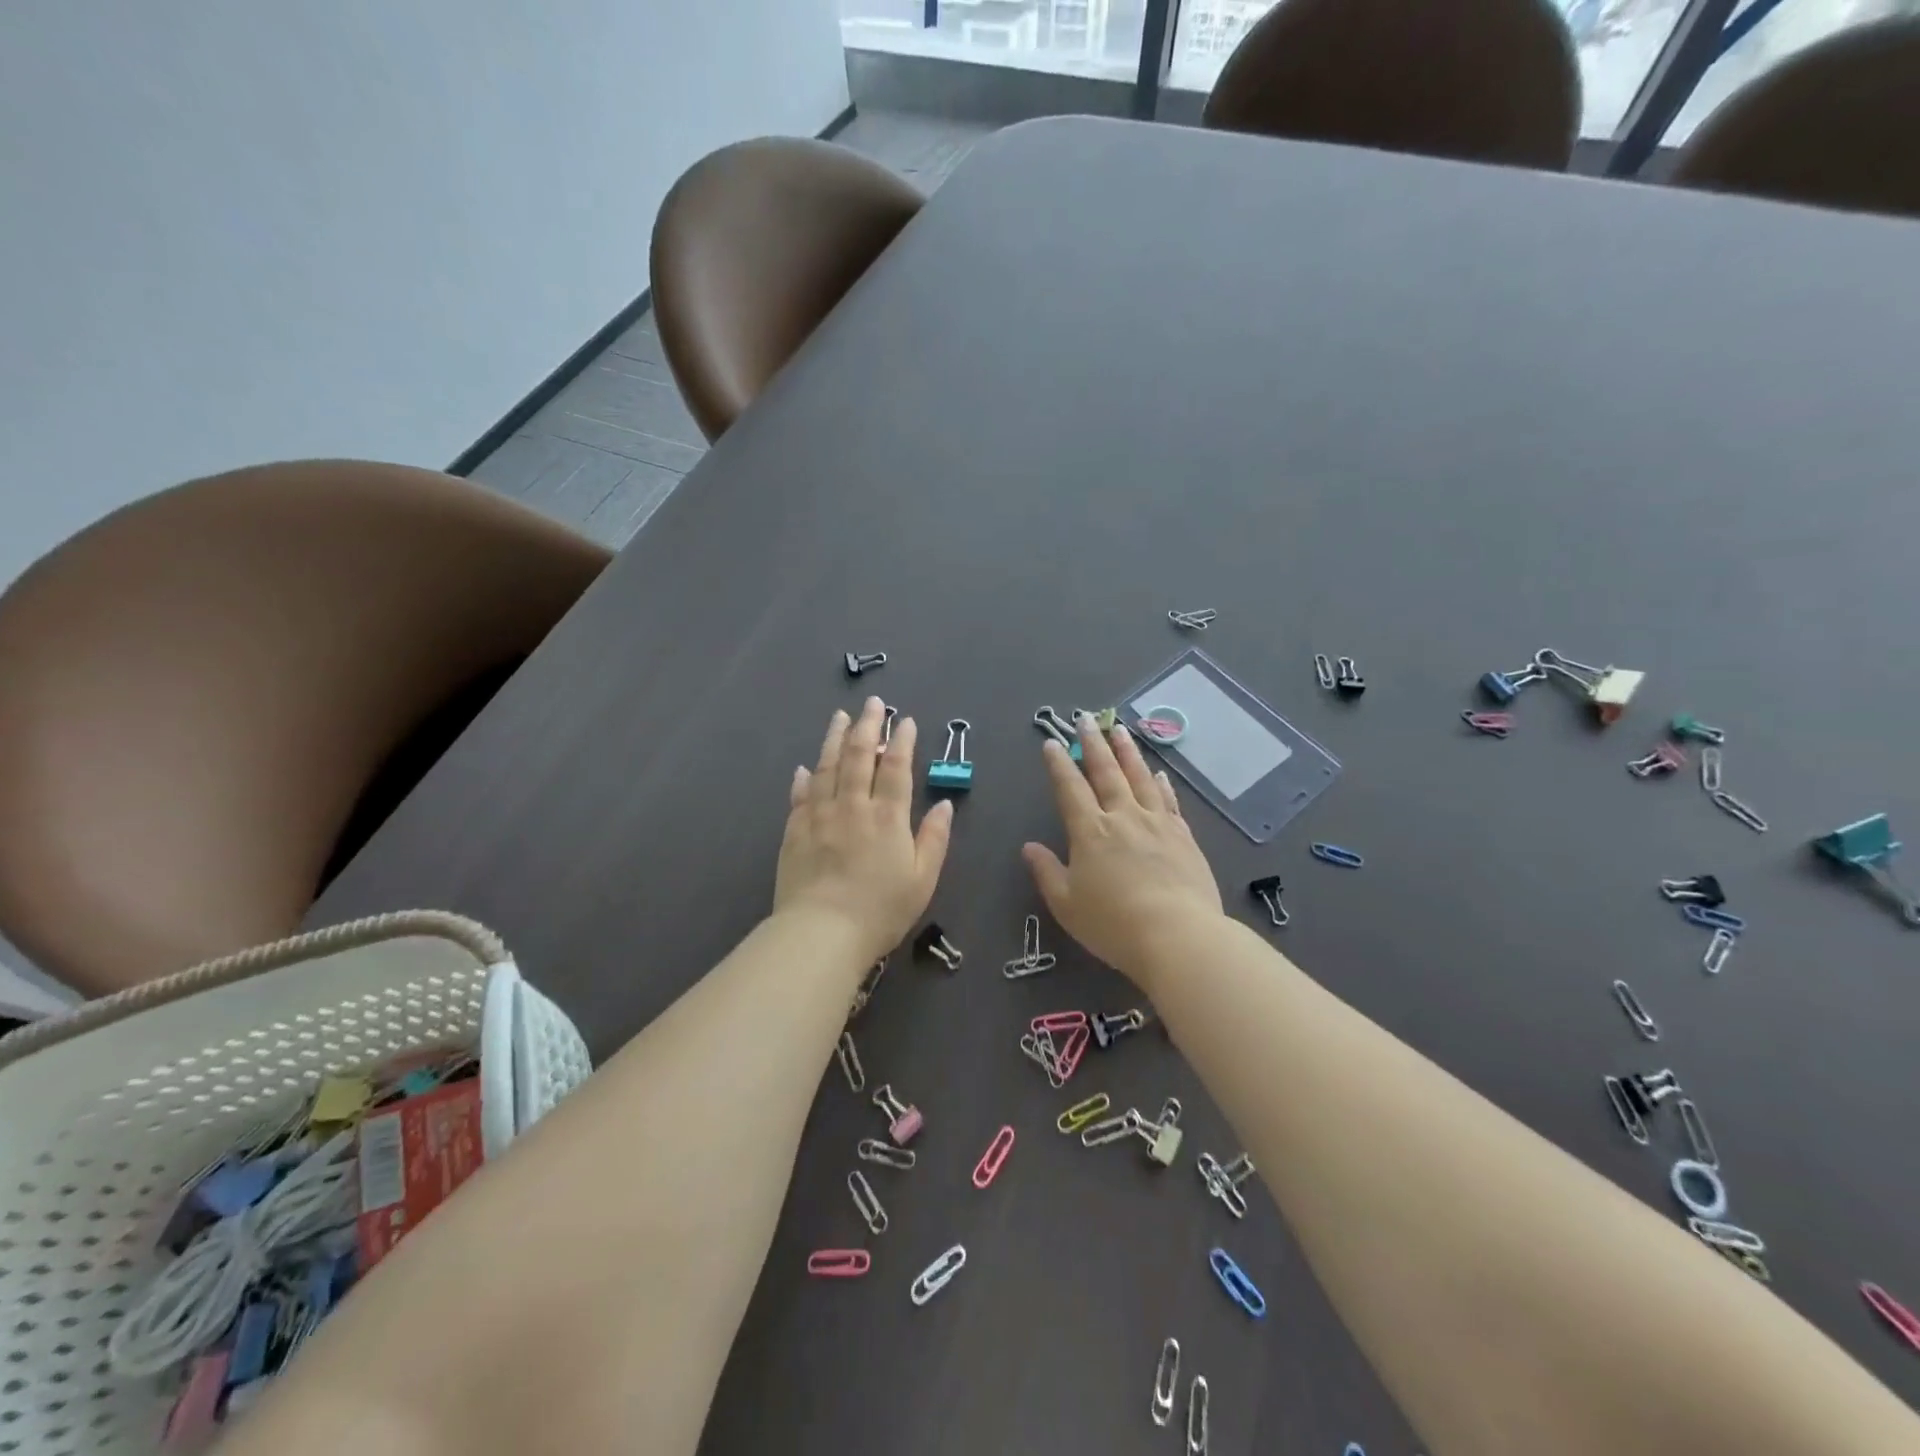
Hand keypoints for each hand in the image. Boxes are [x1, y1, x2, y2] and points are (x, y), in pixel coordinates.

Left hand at [774, 698, 953, 963]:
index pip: (896, 768)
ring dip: (834, 739)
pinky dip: (804, 779)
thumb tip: (945, 804)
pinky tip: (805, 768)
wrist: (821, 933)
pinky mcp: (794, 832)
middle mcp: (852, 806)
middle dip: (868, 725)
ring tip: (839, 717)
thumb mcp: (923, 879)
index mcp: (888, 817)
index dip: (902, 741)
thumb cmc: (881, 910)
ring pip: (827, 767)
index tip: (906, 720)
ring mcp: (819, 816)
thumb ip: (935, 838)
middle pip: (860, 756)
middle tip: (873, 703)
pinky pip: (800, 796)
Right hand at [1022, 716, 1223, 987]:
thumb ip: (1047, 872)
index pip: (1070, 788)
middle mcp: (1123, 817)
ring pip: (1139, 777)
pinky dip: (1161, 783)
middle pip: (1106, 772)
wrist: (1178, 936)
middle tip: (1086, 719)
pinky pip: (1169, 801)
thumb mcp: (1067, 904)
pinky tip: (1158, 773)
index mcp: (1090, 831)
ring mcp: (1157, 823)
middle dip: (1093, 744)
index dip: (1060, 764)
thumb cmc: (1113, 924)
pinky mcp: (1183, 836)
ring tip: (1119, 729)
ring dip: (1128, 752)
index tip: (1052, 743)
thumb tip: (1029, 847)